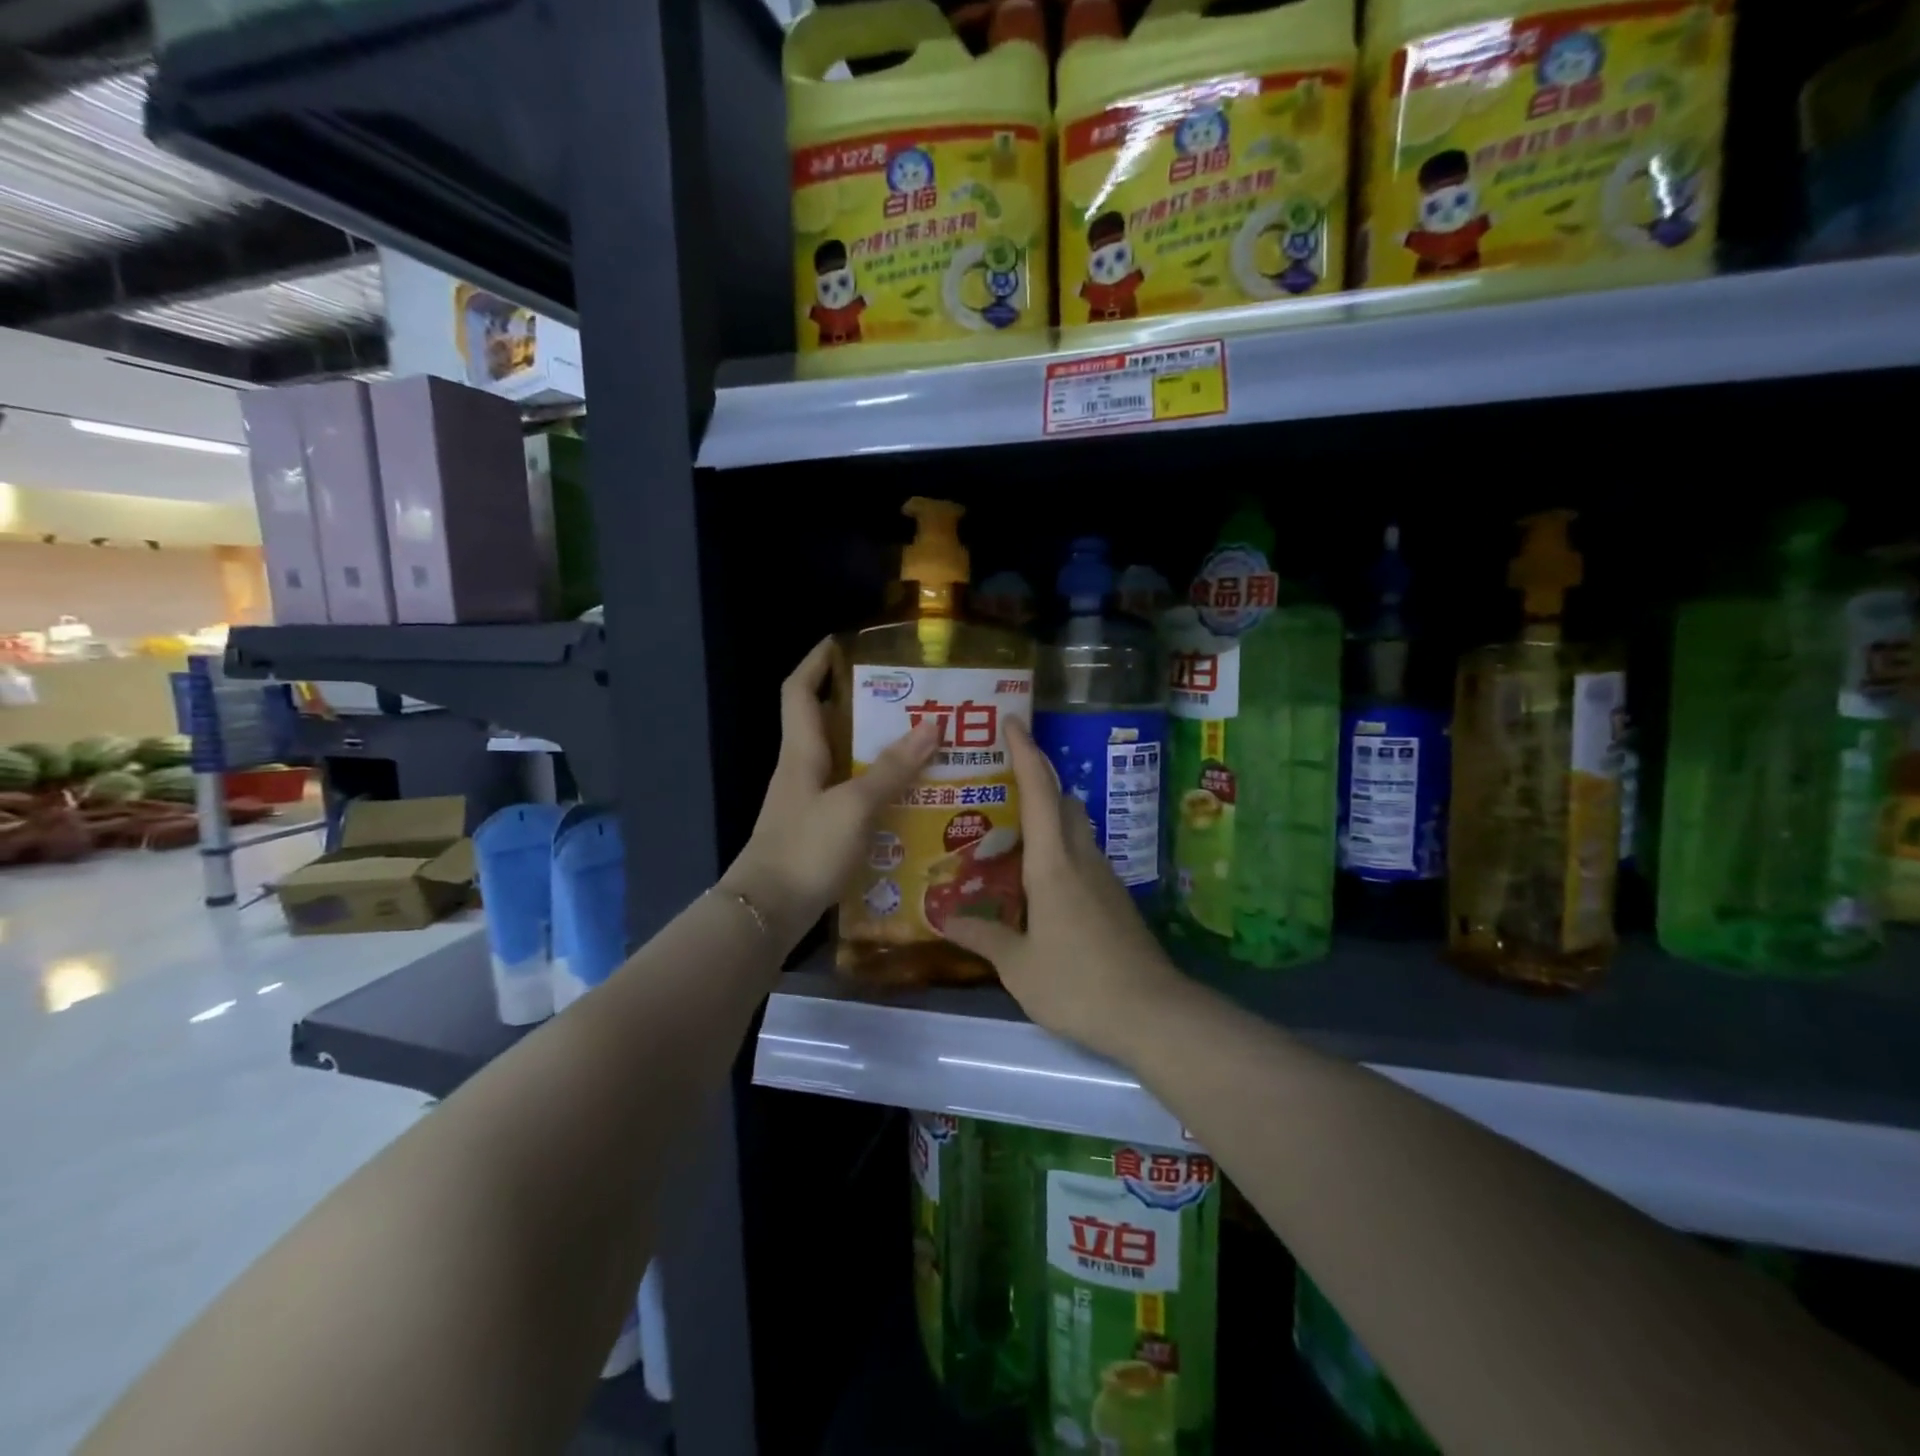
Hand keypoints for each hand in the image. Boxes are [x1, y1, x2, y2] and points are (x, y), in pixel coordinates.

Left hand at [720, 639, 939, 944]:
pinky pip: (851, 794)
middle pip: (828, 722)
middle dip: (865, 704)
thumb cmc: (805, 849)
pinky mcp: (818, 830)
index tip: (846, 642)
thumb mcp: (854, 806)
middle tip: (911, 699)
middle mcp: (802, 769)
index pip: (799, 690)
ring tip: (922, 744)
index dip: (817, 661)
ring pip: (843, 760)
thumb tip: (932, 726)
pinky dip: (876, 788)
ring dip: (877, 749)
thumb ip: (892, 768)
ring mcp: (808, 801)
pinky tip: (908, 797)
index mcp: (801, 751)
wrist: (766, 914)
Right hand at [940, 717, 1183, 1062]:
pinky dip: (1058, 848)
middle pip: (1063, 800)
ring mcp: (1104, 877)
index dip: (1025, 752)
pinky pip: (1082, 855)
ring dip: (1049, 814)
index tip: (1012, 721)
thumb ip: (983, 936)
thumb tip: (945, 918)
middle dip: (1037, 777)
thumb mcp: (1019, 966)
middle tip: (1000, 778)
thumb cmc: (1076, 983)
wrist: (1150, 1013)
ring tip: (1010, 829)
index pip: (1040, 791)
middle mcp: (1082, 858)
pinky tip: (1038, 878)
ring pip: (1075, 827)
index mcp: (1053, 863)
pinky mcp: (1114, 898)